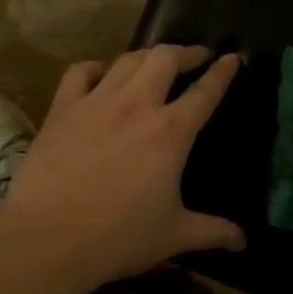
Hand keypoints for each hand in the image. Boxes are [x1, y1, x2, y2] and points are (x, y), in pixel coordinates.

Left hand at [3, 44, 244, 288]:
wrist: (49, 238)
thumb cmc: (119, 237)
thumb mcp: (174, 236)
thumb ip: (212, 232)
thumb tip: (243, 241)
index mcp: (170, 132)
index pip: (205, 92)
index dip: (222, 72)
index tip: (232, 58)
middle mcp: (136, 105)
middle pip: (165, 58)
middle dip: (185, 52)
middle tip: (195, 57)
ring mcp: (96, 103)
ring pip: (127, 60)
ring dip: (147, 56)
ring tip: (155, 63)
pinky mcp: (62, 110)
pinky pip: (80, 72)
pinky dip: (96, 69)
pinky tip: (101, 77)